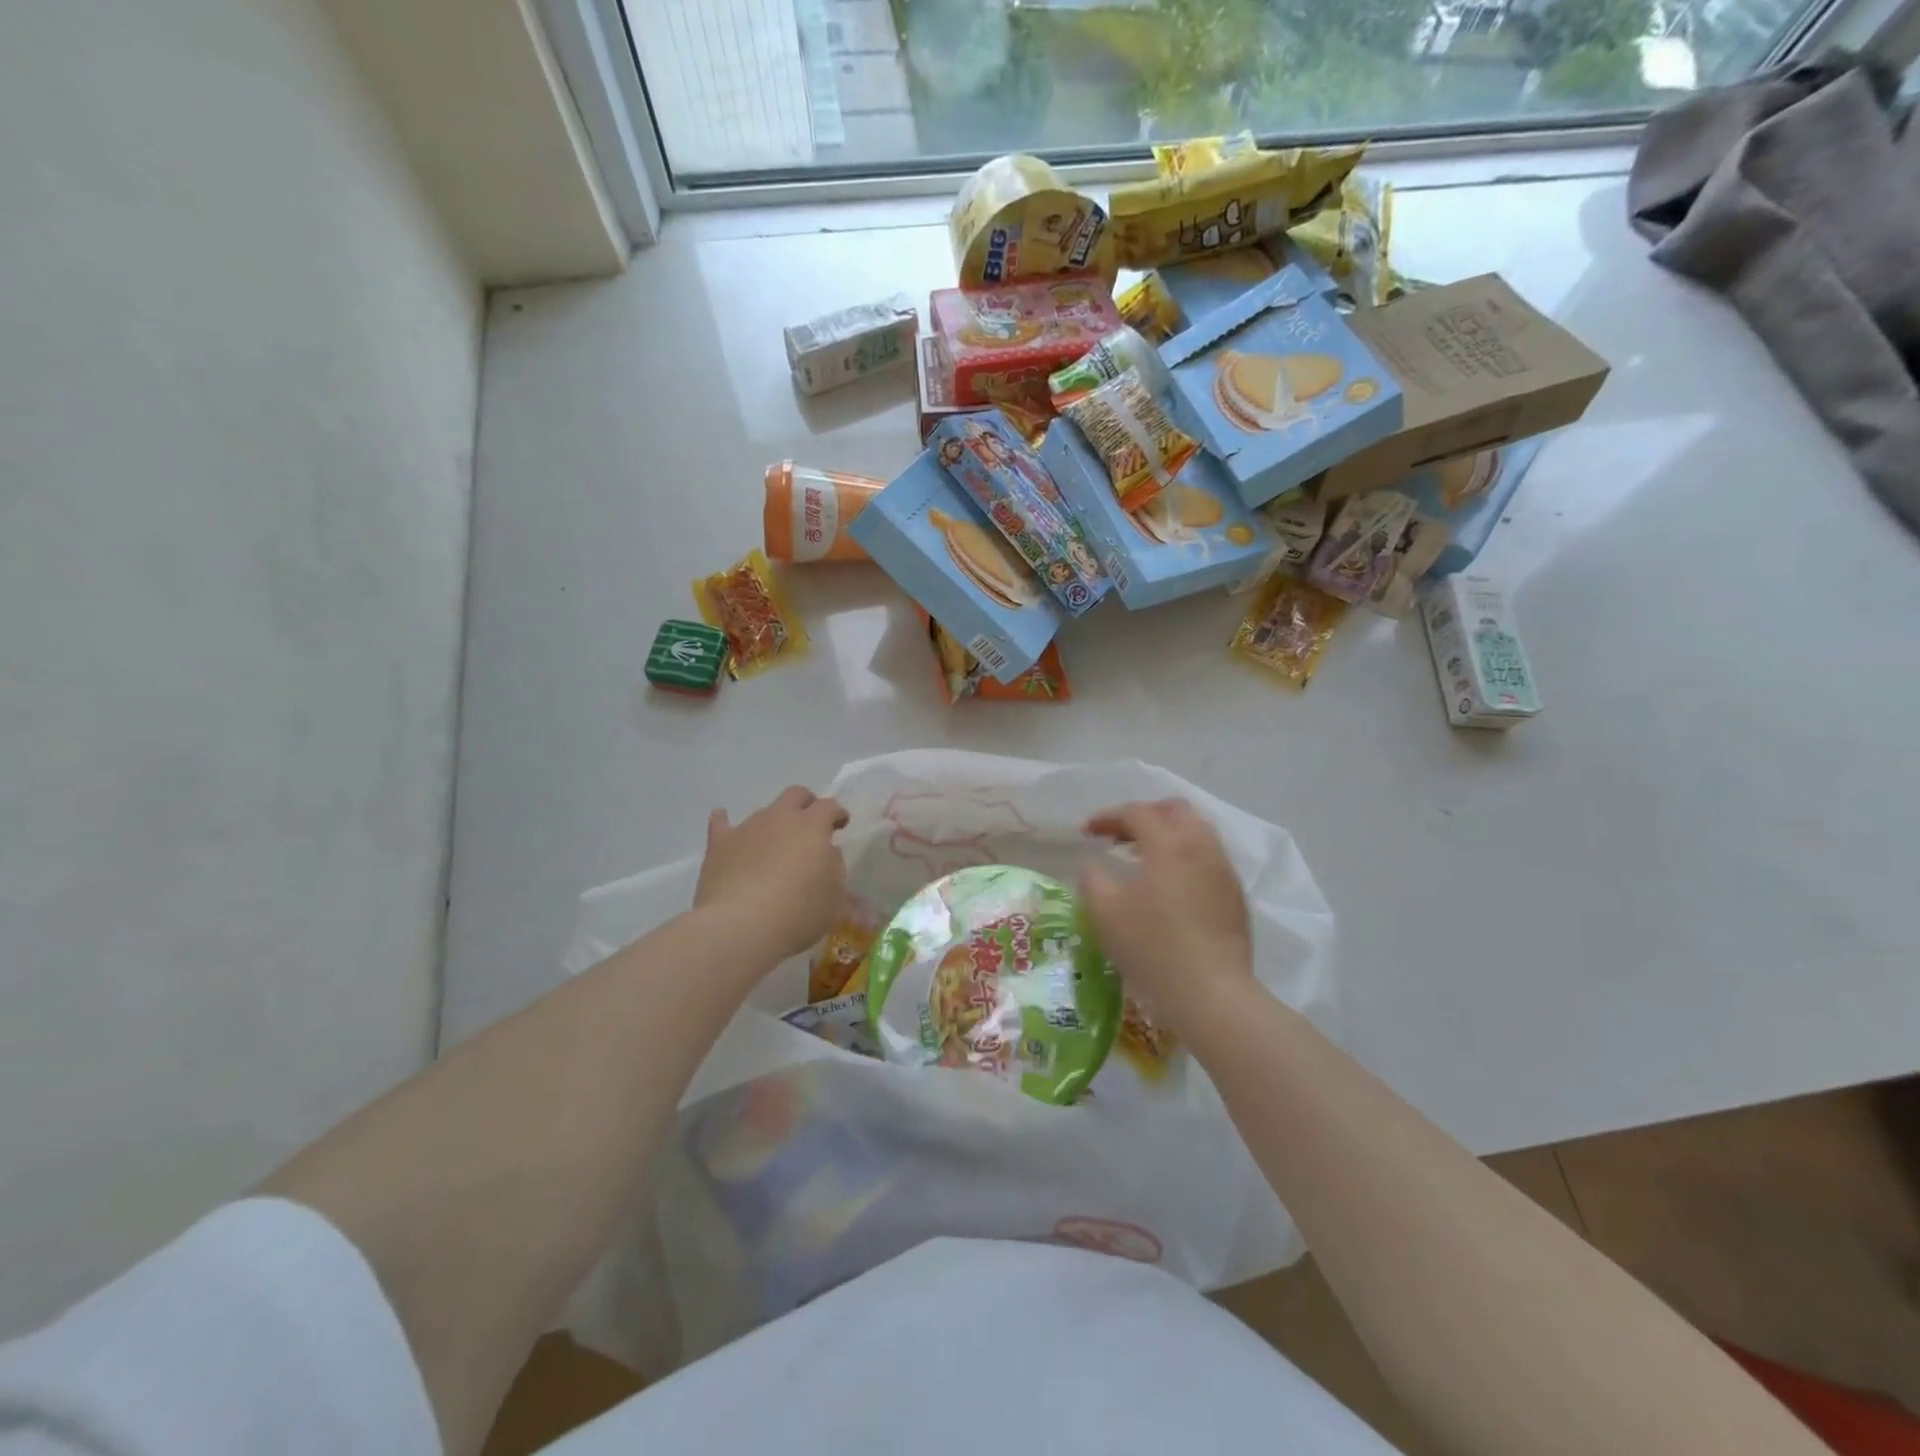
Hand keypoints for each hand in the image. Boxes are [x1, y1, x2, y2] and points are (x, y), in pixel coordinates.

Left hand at [696, 786, 849, 961]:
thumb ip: (833, 868)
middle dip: (805, 804)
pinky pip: (720, 824)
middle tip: (810, 823)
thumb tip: (827, 855)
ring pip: (763, 812)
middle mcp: (780, 818)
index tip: (841, 824)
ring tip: (773, 845)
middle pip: (795, 795)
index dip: (837, 814)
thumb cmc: (798, 912)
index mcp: (812, 826)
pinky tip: (722, 818)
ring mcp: (748, 828)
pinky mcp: (719, 845)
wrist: (742, 926)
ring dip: (772, 823)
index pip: (829, 807)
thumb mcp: (834, 896)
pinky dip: (723, 821)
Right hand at [1081, 799, 1253, 1033]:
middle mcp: (1202, 847)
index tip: (1086, 832)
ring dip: (1167, 835)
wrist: (1212, 994)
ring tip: (1143, 858)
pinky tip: (1170, 886)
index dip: (1108, 817)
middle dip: (1144, 815)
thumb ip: (1092, 878)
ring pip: (1197, 832)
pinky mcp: (1235, 897)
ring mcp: (1224, 871)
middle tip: (1119, 836)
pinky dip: (1185, 857)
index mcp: (1169, 844)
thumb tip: (1093, 864)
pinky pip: (1208, 858)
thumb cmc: (1152, 947)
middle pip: (1175, 811)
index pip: (1137, 813)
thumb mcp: (1105, 911)